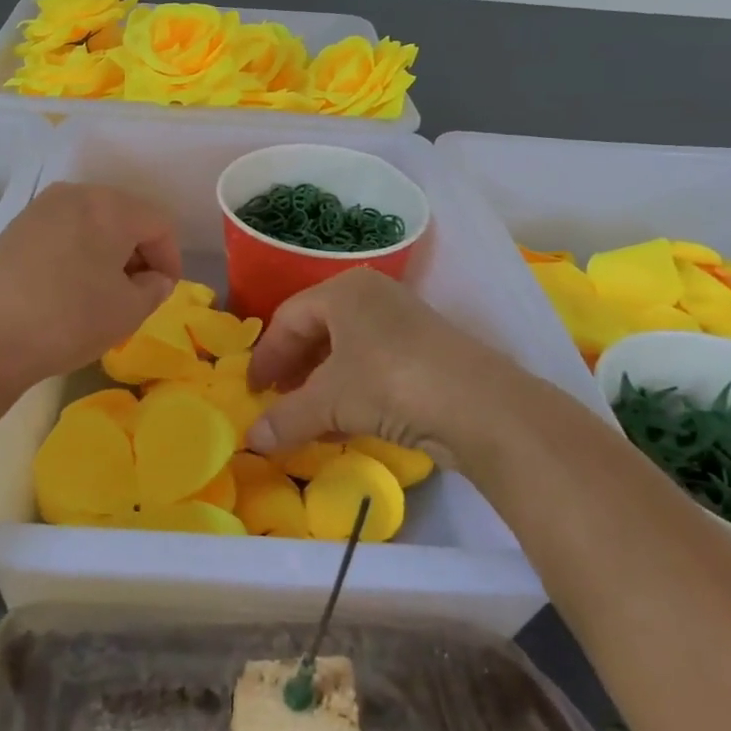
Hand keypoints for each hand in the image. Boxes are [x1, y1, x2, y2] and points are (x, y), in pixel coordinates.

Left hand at [0, 182, 180, 386]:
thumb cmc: (70, 318)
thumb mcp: (129, 310)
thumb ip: (155, 288)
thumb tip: (153, 279)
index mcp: (111, 206)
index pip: (159, 224)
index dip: (171, 258)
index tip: (165, 291)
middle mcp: (76, 194)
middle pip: (124, 217)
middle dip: (138, 253)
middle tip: (138, 292)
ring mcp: (41, 208)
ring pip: (92, 223)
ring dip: (107, 252)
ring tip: (103, 291)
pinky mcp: (16, 227)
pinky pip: (63, 232)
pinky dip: (77, 253)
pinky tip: (69, 287)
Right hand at [244, 269, 533, 471]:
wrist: (479, 406)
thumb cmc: (389, 382)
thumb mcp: (330, 401)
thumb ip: (285, 417)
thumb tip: (250, 440)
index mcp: (343, 291)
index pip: (288, 318)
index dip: (266, 356)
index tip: (252, 390)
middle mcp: (372, 297)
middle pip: (317, 331)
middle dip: (293, 370)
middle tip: (276, 401)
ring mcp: (402, 323)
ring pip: (346, 351)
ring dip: (320, 386)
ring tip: (304, 419)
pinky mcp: (425, 353)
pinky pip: (372, 366)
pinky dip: (350, 393)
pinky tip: (341, 426)